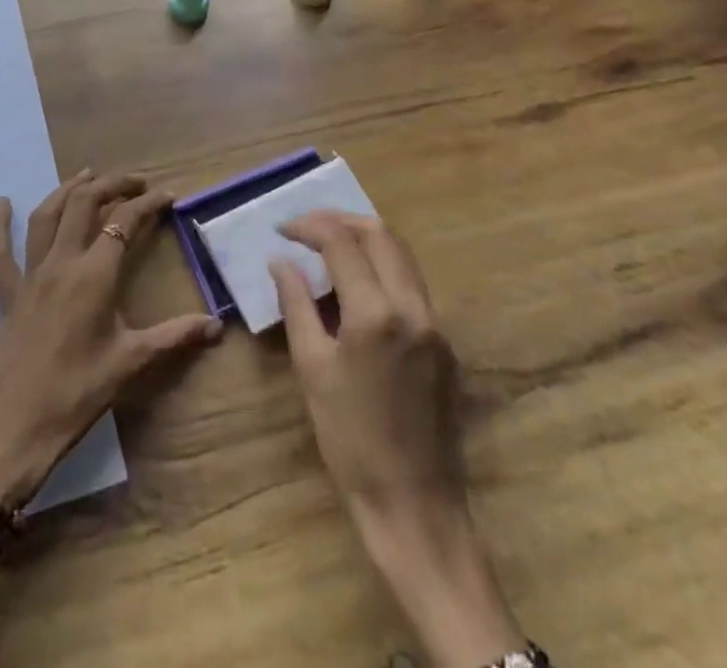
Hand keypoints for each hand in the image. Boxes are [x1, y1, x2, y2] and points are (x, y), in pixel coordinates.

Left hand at [0, 170, 220, 508]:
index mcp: (93, 275)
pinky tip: (1, 203)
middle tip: (135, 182)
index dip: (147, 204)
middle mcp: (61, 262)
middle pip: (84, 204)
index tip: (168, 196)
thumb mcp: (131, 363)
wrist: (14, 430)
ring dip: (68, 190)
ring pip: (46, 216)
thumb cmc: (77, 393)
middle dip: (111, 185)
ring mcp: (30, 275)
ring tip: (87, 175)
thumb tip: (217, 326)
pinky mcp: (8, 294)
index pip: (124, 222)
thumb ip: (175, 337)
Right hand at [273, 211, 525, 667]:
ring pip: (402, 255)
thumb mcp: (312, 369)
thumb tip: (281, 262)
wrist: (415, 505)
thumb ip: (297, 305)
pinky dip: (383, 268)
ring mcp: (435, 324)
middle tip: (307, 228)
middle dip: (341, 221)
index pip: (342, 242)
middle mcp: (413, 307)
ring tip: (329, 246)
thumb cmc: (351, 441)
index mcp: (376, 314)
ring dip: (365, 239)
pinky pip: (412, 284)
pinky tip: (358, 285)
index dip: (310, 226)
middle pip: (380, 234)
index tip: (283, 230)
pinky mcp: (445, 342)